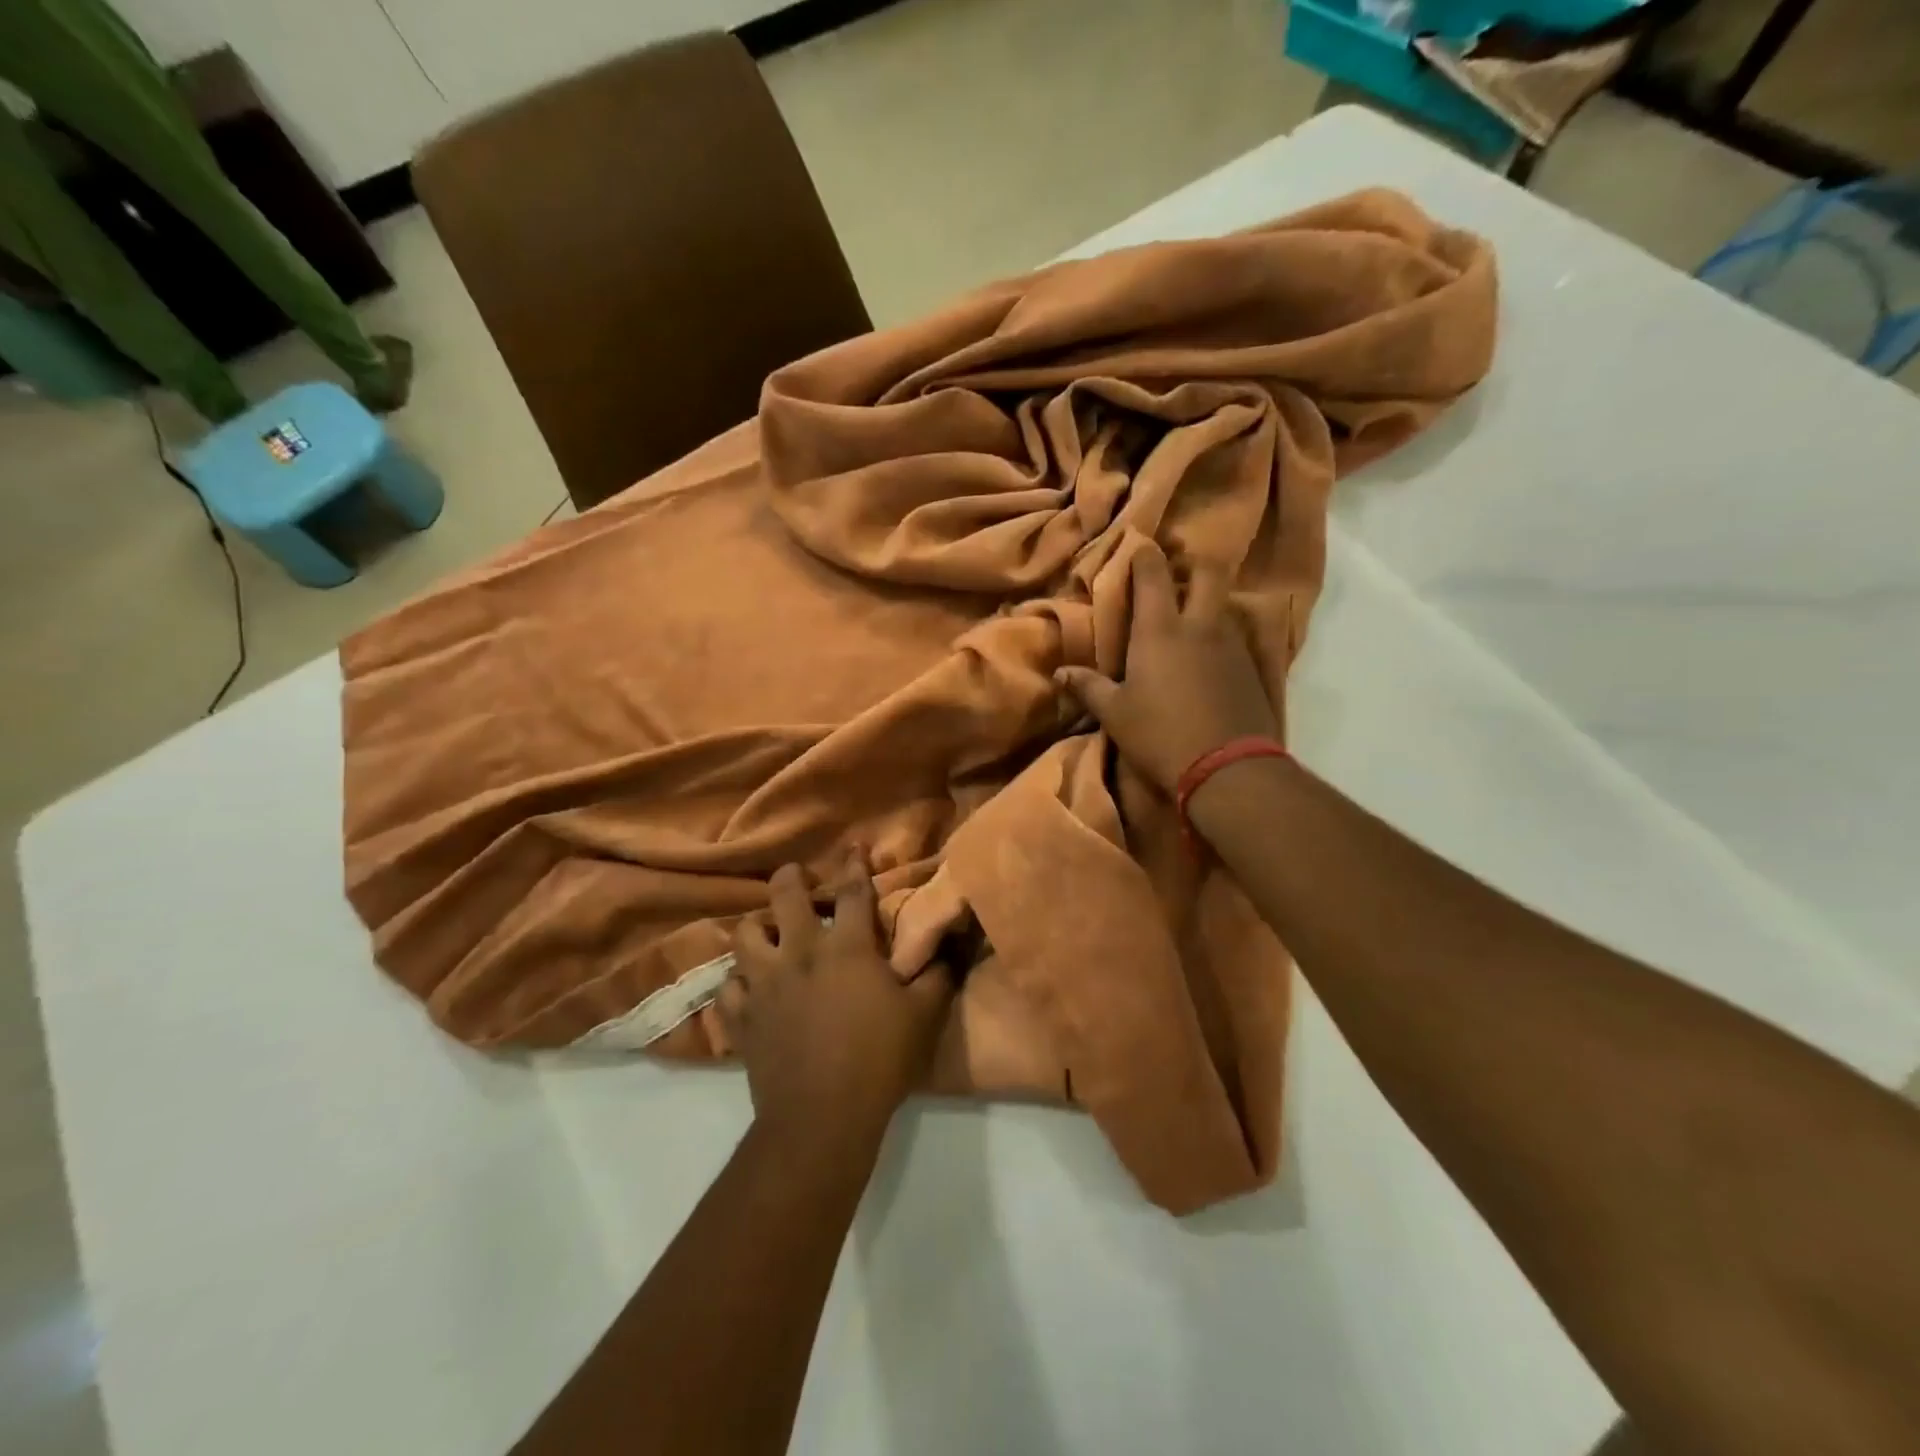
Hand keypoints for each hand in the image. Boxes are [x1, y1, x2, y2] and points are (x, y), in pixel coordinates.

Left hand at [719, 849, 952, 1149]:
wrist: (821, 1118)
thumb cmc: (878, 1061)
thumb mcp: (923, 1016)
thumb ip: (937, 976)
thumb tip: (949, 948)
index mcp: (846, 949)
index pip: (853, 892)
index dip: (855, 864)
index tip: (854, 846)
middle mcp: (799, 953)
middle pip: (784, 896)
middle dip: (790, 878)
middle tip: (797, 879)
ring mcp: (764, 984)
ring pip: (744, 935)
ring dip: (757, 928)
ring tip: (768, 934)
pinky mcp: (742, 1017)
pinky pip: (728, 986)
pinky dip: (738, 982)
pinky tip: (749, 987)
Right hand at [1054, 542, 1281, 794]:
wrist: (1228, 768)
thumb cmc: (1160, 735)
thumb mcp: (1115, 714)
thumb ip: (1088, 687)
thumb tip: (1060, 673)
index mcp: (1160, 630)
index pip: (1153, 573)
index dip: (1144, 554)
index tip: (1137, 548)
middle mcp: (1200, 626)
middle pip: (1206, 572)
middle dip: (1190, 565)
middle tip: (1172, 577)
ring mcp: (1231, 644)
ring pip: (1222, 604)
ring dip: (1205, 602)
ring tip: (1187, 619)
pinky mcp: (1252, 667)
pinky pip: (1235, 636)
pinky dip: (1219, 635)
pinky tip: (1208, 657)